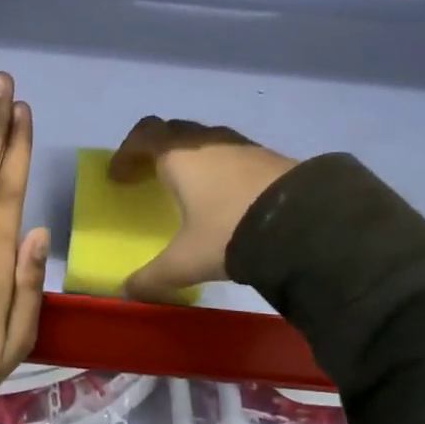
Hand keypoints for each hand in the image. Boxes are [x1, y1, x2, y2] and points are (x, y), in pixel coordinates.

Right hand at [109, 117, 297, 302]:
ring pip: (206, 140)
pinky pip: (233, 154)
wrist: (306, 224)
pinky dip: (220, 168)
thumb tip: (128, 292)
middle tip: (150, 176)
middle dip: (156, 150)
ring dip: (191, 157)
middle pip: (173, 131)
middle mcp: (208, 142)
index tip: (118, 177)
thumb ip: (153, 276)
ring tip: (190, 188)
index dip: (126, 153)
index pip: (143, 136)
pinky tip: (227, 198)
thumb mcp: (186, 261)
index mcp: (179, 156)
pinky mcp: (270, 157)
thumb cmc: (229, 232)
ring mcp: (242, 146)